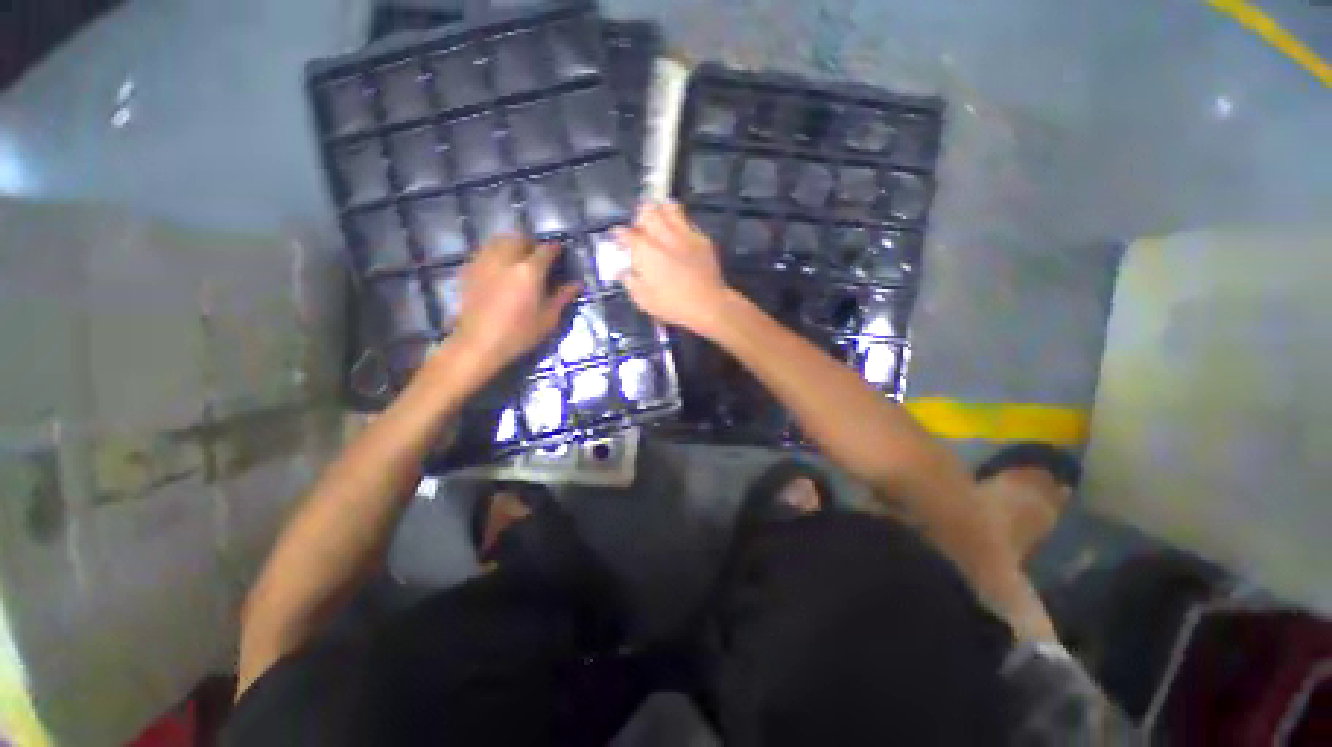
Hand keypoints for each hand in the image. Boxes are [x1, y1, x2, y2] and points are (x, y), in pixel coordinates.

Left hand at [442, 235, 579, 376]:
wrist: (478, 344)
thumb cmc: (519, 333)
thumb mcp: (548, 318)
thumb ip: (563, 297)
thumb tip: (578, 284)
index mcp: (529, 270)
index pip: (546, 249)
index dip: (555, 249)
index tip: (560, 253)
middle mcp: (506, 259)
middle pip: (519, 238)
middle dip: (531, 244)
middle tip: (538, 257)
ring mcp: (484, 262)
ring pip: (498, 240)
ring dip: (511, 244)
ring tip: (517, 259)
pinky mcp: (468, 270)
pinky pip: (484, 252)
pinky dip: (494, 253)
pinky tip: (499, 269)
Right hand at [615, 202, 731, 332]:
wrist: (708, 304)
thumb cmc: (672, 305)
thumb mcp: (643, 300)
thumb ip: (630, 282)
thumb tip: (622, 271)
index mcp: (646, 251)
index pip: (626, 233)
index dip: (618, 234)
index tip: (617, 237)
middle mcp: (663, 236)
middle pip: (647, 211)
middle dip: (640, 216)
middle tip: (640, 228)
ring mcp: (684, 234)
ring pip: (670, 208)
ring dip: (661, 212)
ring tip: (659, 222)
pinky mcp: (702, 238)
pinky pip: (688, 221)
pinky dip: (680, 223)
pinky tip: (679, 234)